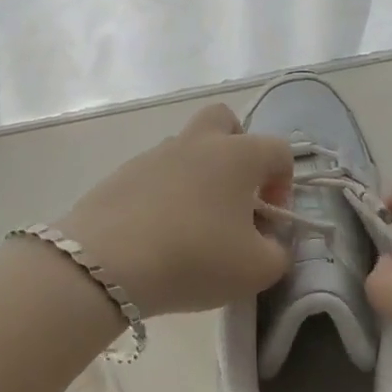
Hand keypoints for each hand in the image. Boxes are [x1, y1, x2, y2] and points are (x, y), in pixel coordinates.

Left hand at [58, 104, 294, 317]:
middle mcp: (198, 142)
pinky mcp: (122, 173)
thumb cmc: (194, 257)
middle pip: (224, 121)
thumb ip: (278, 252)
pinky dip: (164, 194)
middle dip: (237, 149)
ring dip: (198, 175)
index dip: (284, 184)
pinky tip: (158, 233)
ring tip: (193, 225)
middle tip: (235, 194)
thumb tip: (270, 241)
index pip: (279, 150)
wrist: (106, 263)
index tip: (269, 221)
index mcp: (238, 155)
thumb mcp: (257, 270)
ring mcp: (155, 154)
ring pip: (187, 149)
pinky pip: (155, 174)